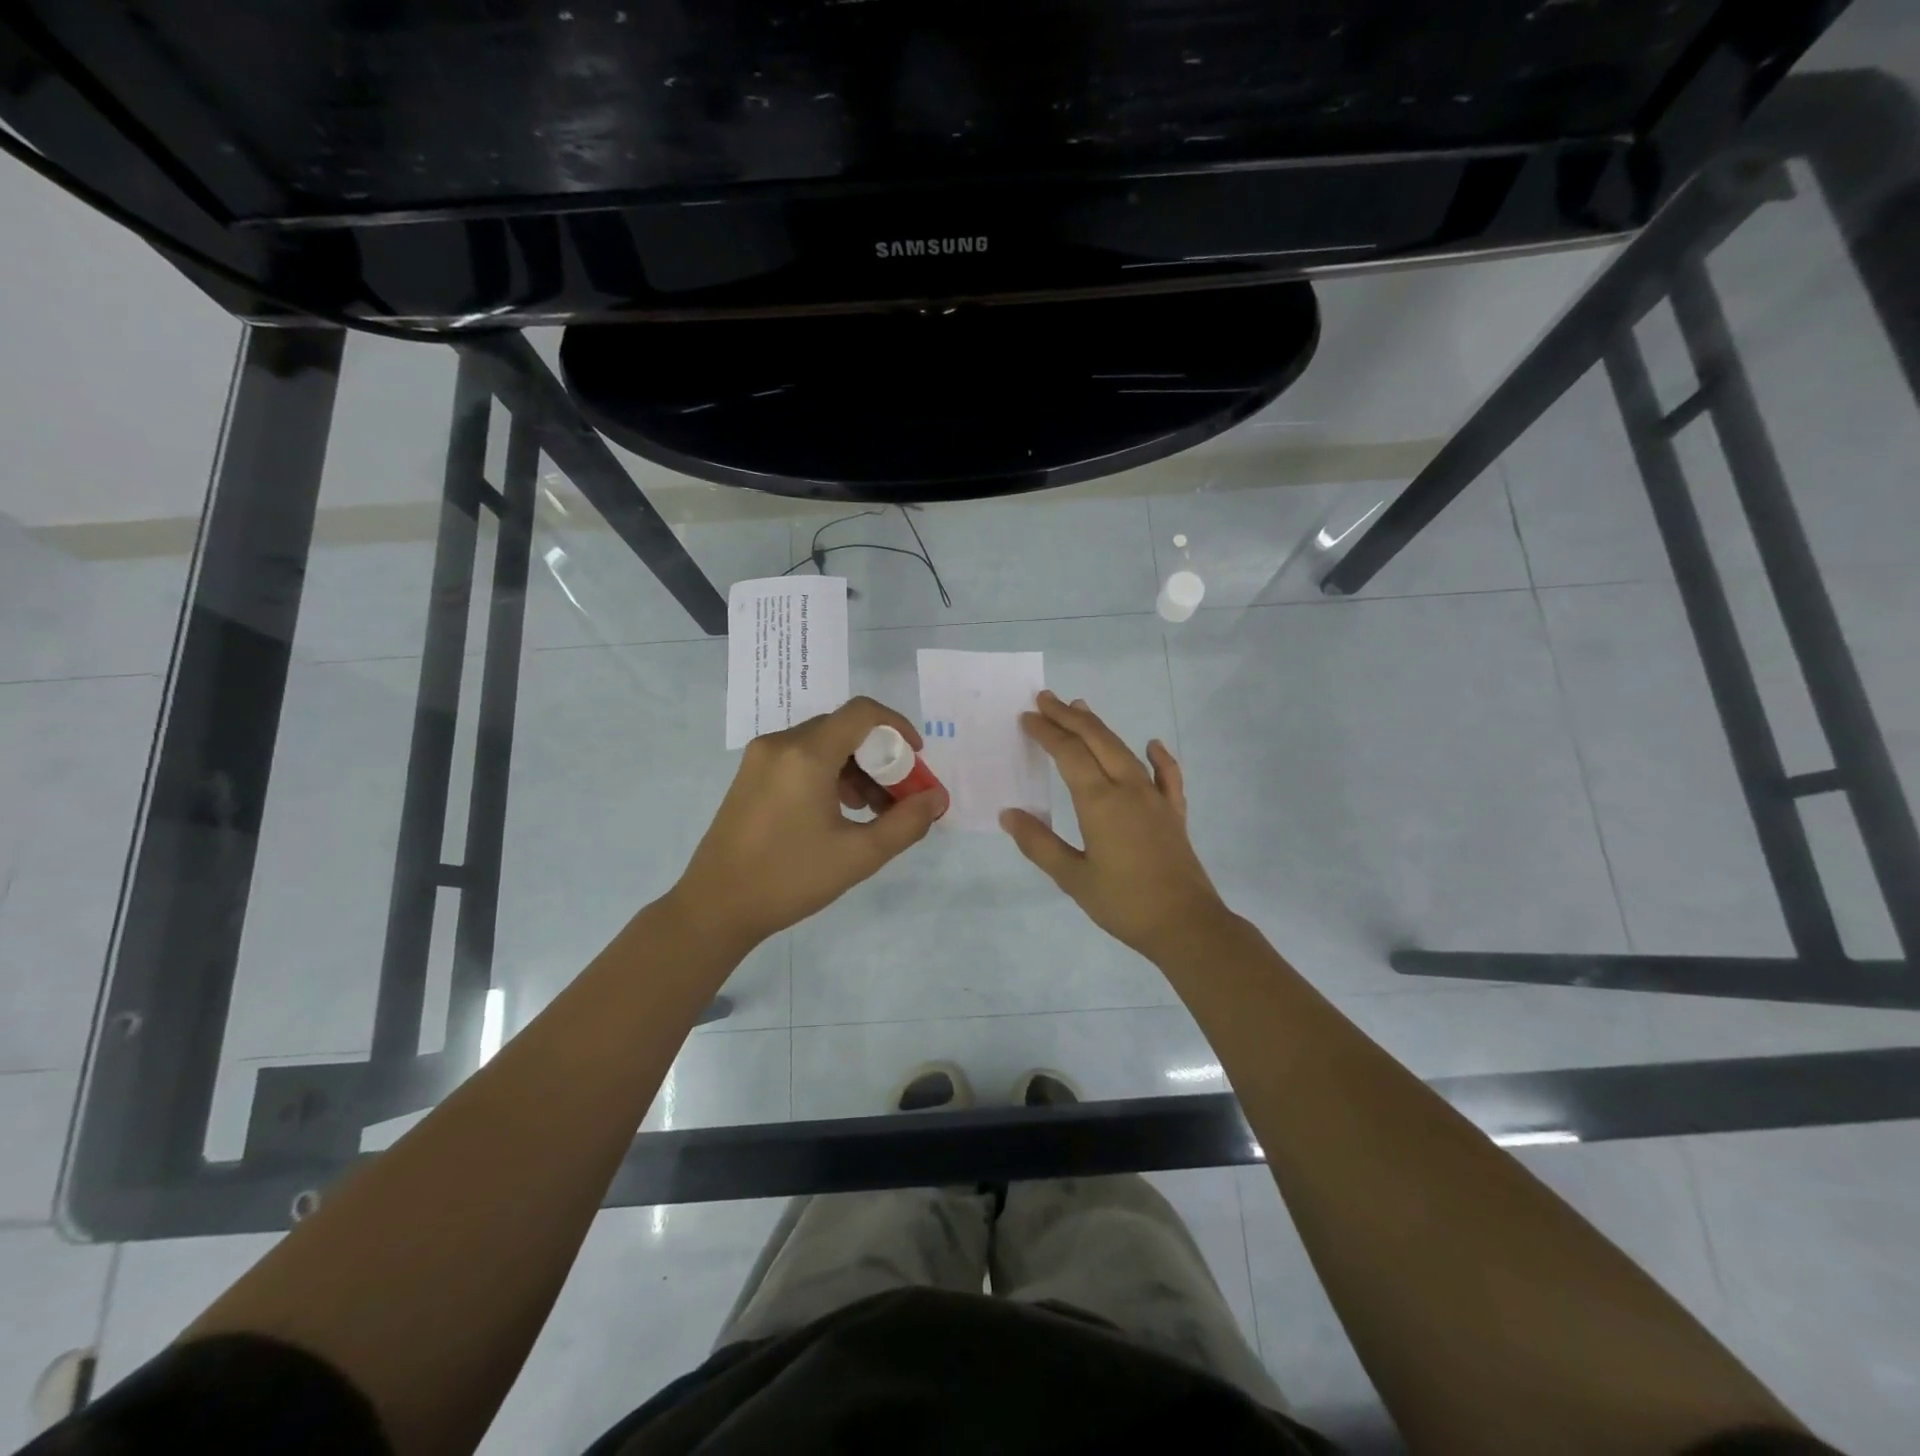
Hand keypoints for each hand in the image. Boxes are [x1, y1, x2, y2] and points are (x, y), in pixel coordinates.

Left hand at [673, 697, 947, 948]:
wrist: (715, 906)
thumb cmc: (790, 878)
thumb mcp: (859, 855)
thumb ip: (906, 822)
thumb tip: (936, 798)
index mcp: (806, 754)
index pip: (862, 713)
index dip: (897, 727)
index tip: (916, 758)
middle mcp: (780, 744)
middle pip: (843, 729)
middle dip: (879, 756)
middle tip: (897, 795)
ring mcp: (760, 758)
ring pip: (822, 743)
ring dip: (854, 767)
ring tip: (869, 811)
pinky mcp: (750, 776)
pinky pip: (800, 757)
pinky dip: (828, 773)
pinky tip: (837, 812)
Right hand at [1001, 691, 1227, 960]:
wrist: (1185, 924)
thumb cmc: (1123, 903)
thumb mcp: (1072, 878)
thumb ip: (1039, 844)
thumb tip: (1009, 814)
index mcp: (1100, 802)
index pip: (1068, 754)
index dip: (1047, 733)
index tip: (1027, 718)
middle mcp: (1128, 789)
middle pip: (1097, 741)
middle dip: (1069, 717)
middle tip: (1046, 699)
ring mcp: (1155, 798)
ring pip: (1125, 751)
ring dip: (1101, 728)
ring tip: (1081, 709)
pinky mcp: (1173, 813)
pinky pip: (1167, 776)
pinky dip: (1158, 757)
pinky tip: (1153, 745)